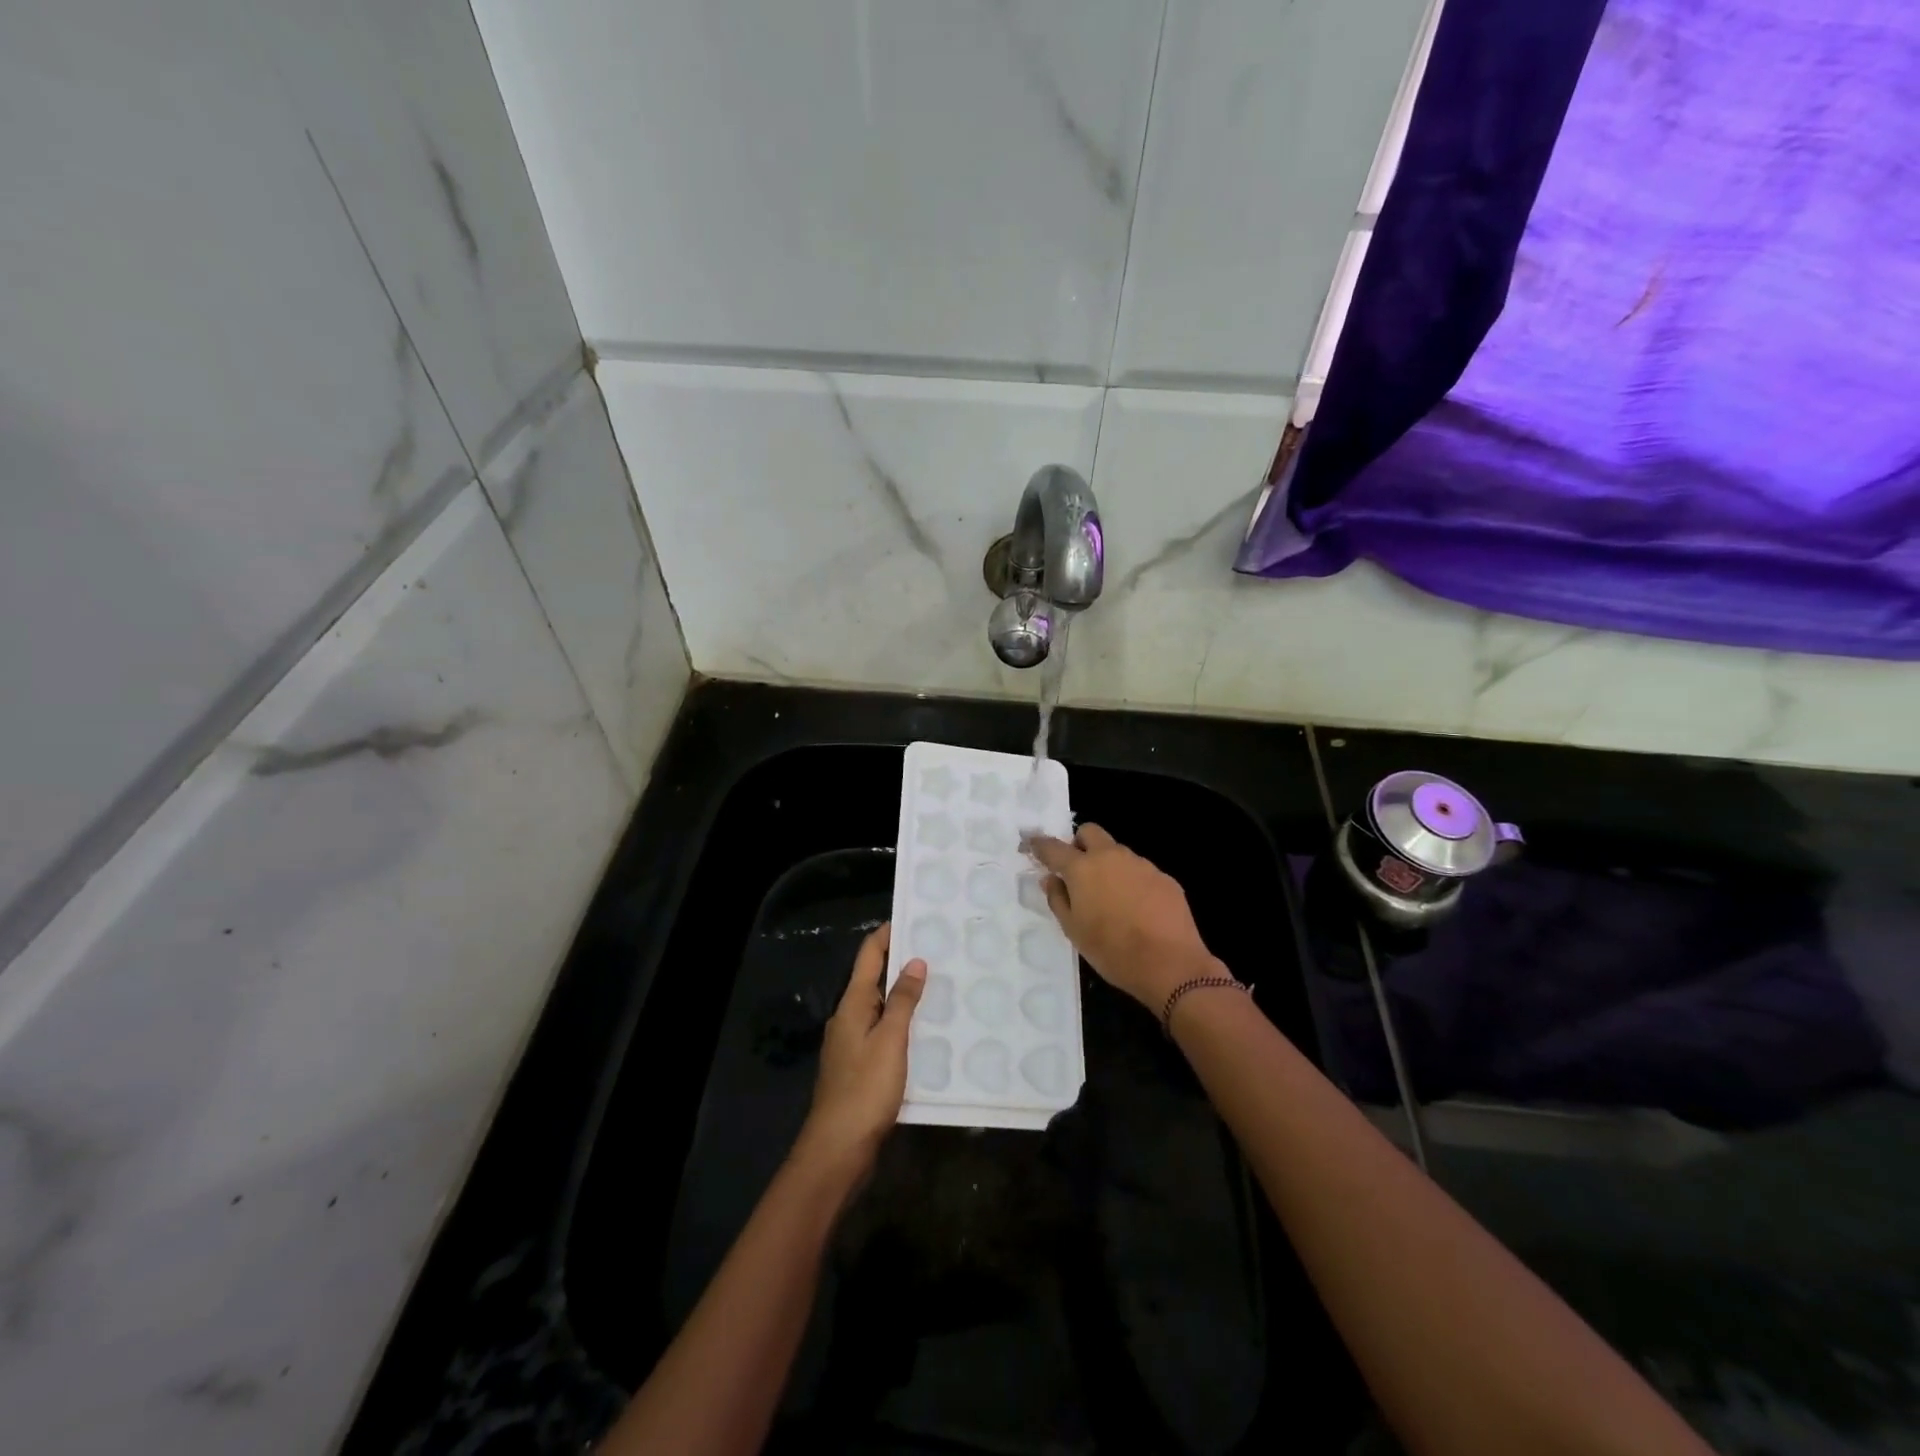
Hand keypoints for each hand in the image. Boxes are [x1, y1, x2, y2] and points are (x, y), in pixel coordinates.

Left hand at [795, 923, 925, 1176]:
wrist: (838, 1149)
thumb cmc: (865, 1089)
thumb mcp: (890, 1040)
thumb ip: (903, 1000)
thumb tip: (915, 961)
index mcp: (852, 1005)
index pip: (869, 955)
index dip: (888, 934)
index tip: (914, 917)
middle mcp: (849, 1018)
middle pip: (874, 979)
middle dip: (902, 962)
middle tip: (939, 951)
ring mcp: (853, 1044)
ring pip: (881, 1007)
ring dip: (905, 994)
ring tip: (940, 985)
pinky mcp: (861, 1067)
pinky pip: (885, 1032)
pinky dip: (904, 1023)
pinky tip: (927, 1030)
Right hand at [1024, 824, 1220, 1010]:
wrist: (1170, 964)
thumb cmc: (1112, 950)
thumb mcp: (1074, 930)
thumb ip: (1058, 899)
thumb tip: (1051, 879)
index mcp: (1083, 868)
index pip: (1054, 847)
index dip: (1040, 845)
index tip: (1033, 845)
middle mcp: (1111, 857)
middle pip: (1090, 832)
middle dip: (1079, 844)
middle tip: (1078, 871)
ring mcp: (1141, 864)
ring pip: (1117, 852)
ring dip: (1108, 865)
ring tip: (1111, 898)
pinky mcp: (1164, 877)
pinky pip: (1140, 871)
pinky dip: (1132, 882)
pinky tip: (1137, 909)